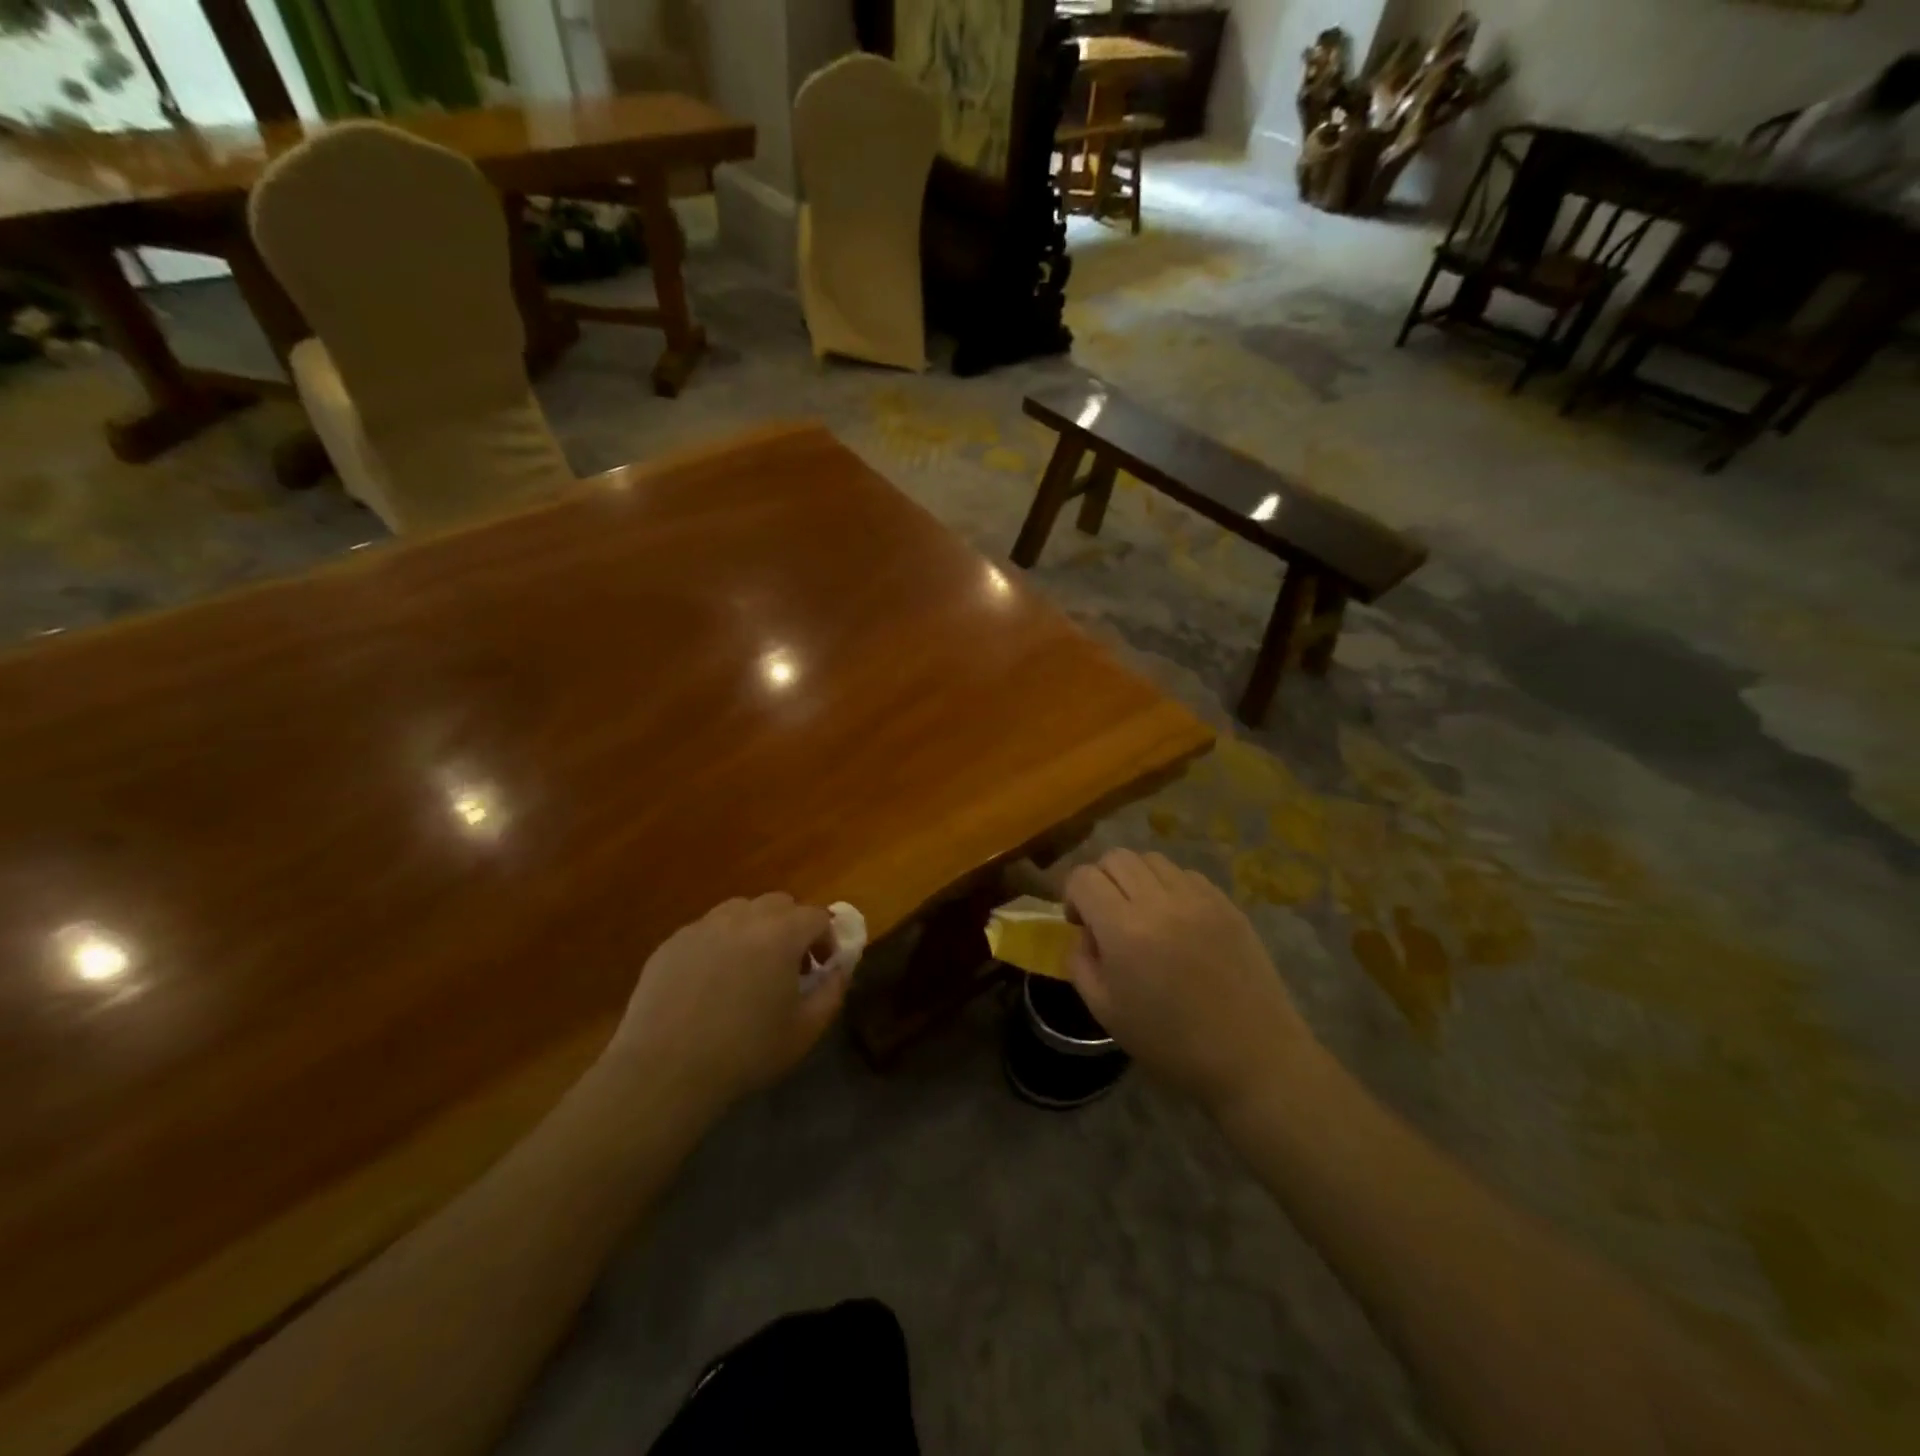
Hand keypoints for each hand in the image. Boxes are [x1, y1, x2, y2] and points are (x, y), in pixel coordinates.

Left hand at [604, 894, 846, 1112]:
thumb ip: (833, 991)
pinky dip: (719, 945)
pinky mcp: (671, 943)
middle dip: (791, 927)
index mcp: (781, 933)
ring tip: (749, 969)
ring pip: (740, 911)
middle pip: (778, 904)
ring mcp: (702, 926)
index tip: (822, 967)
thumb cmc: (745, 1052)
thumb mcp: (805, 1030)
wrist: (664, 1071)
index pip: (816, 915)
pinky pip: (707, 931)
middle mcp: (743, 918)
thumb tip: (839, 968)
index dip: (826, 937)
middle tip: (789, 966)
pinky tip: (710, 983)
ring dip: (755, 930)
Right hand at [1064, 850, 1314, 1114]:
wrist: (1252, 1057)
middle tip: (1106, 914)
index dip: (1072, 895)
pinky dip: (1169, 886)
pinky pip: (1186, 874)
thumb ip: (1081, 962)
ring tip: (1142, 913)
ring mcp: (1198, 898)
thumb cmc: (1172, 1044)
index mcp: (1125, 930)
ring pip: (1151, 859)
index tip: (1080, 923)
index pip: (1084, 877)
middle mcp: (1160, 902)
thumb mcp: (1106, 1012)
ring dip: (1135, 878)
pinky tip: (1176, 920)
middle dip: (1101, 879)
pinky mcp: (1226, 903)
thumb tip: (1085, 933)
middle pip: (1116, 857)